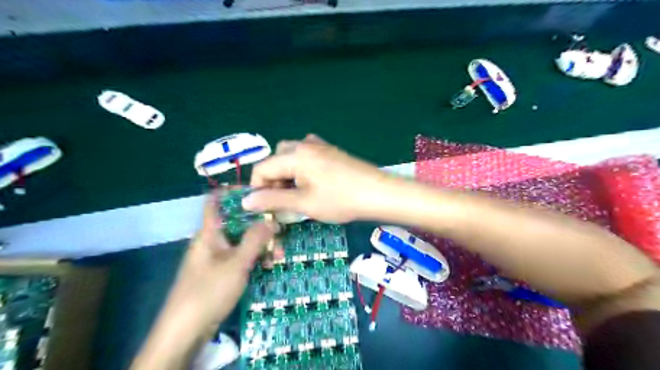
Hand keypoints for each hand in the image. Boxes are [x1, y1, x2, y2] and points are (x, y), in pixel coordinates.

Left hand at [131, 194, 275, 369]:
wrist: (185, 332)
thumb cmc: (208, 291)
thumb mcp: (237, 263)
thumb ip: (255, 239)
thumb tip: (271, 219)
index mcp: (209, 233)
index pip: (216, 201)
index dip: (233, 192)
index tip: (259, 190)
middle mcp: (213, 241)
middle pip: (237, 223)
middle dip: (260, 225)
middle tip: (281, 231)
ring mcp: (217, 258)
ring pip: (242, 242)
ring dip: (261, 245)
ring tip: (279, 256)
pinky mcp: (221, 273)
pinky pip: (241, 257)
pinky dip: (255, 258)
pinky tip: (270, 266)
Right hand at [241, 135, 390, 223]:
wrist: (379, 193)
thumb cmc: (341, 200)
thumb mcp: (304, 203)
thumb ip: (273, 200)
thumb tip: (246, 201)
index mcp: (295, 154)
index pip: (262, 168)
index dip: (258, 189)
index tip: (266, 208)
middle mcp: (304, 144)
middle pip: (276, 159)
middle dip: (273, 181)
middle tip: (284, 201)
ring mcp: (320, 145)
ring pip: (291, 156)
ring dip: (287, 174)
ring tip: (298, 194)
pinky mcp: (331, 150)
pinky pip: (307, 155)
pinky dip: (301, 169)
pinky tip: (312, 182)